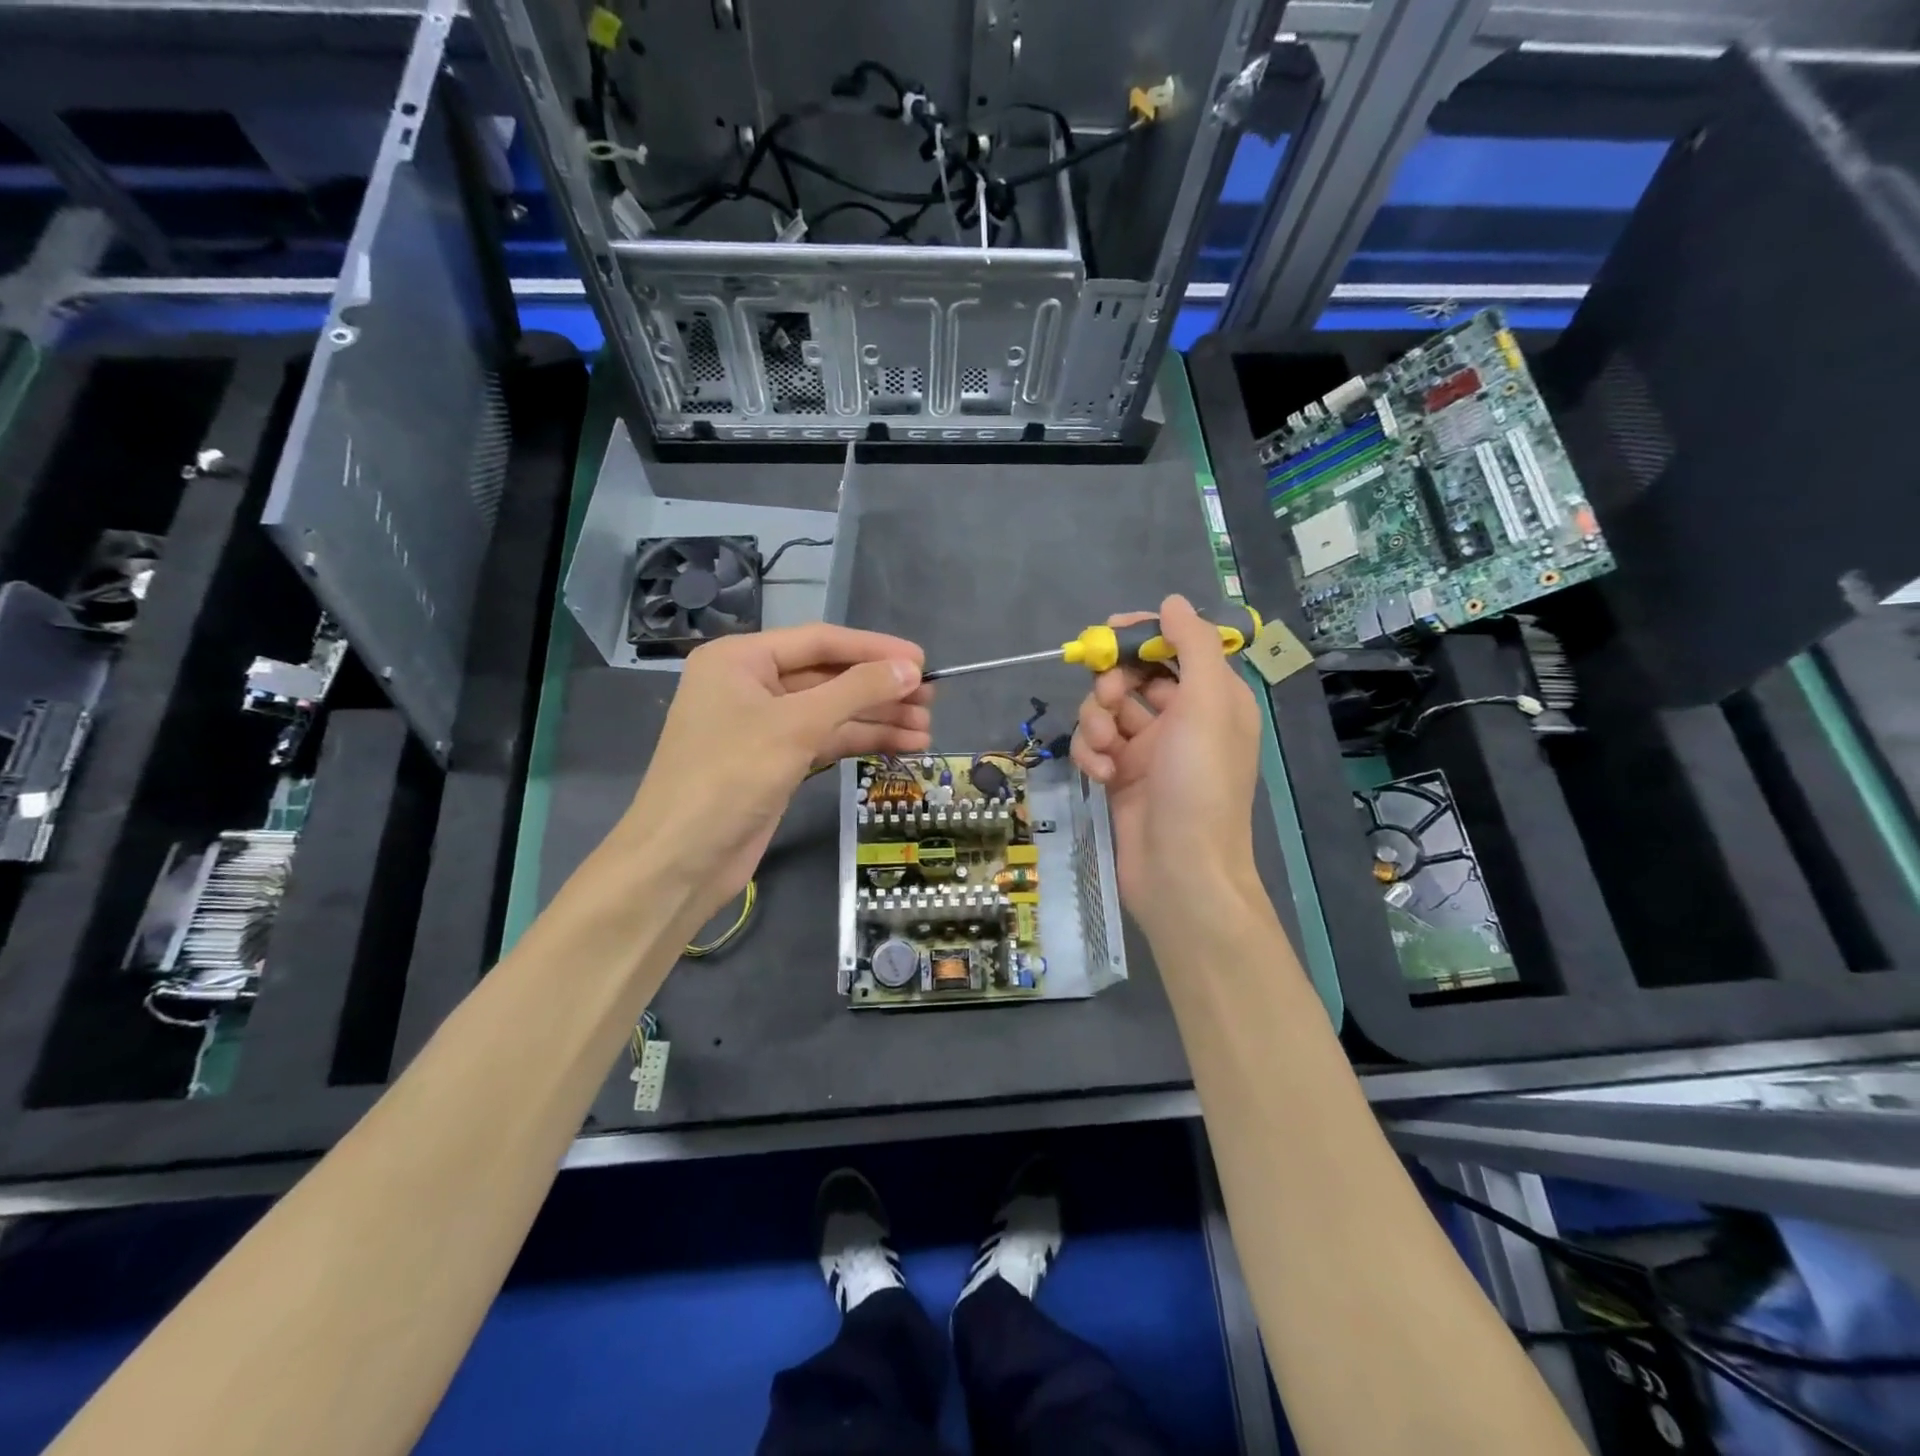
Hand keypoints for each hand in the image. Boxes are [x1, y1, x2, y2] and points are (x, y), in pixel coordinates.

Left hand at [622, 624, 929, 920]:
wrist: (682, 859)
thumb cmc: (730, 776)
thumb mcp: (797, 725)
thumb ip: (856, 690)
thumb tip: (910, 667)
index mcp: (740, 659)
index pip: (819, 641)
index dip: (874, 649)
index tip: (922, 660)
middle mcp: (750, 685)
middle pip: (828, 677)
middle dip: (880, 689)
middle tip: (931, 701)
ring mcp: (762, 726)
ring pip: (830, 712)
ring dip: (877, 719)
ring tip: (926, 731)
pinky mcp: (774, 761)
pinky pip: (824, 740)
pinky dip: (859, 742)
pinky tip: (899, 746)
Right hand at [1070, 595, 1262, 935]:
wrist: (1180, 872)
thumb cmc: (1200, 785)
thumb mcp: (1208, 706)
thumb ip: (1193, 648)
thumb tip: (1172, 602)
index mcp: (1213, 699)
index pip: (1174, 649)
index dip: (1142, 637)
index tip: (1109, 633)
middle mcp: (1182, 720)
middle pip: (1133, 678)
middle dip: (1113, 685)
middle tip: (1109, 700)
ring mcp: (1149, 751)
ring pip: (1107, 711)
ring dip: (1097, 722)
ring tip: (1106, 750)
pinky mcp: (1121, 777)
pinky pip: (1097, 747)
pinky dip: (1092, 754)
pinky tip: (1100, 774)